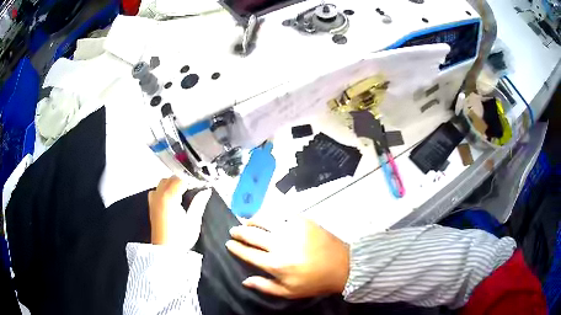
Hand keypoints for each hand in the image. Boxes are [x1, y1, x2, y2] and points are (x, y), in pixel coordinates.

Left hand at [148, 176, 211, 247]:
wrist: (165, 252)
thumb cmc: (180, 238)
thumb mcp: (193, 221)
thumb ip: (199, 203)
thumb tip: (206, 191)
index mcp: (170, 198)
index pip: (181, 179)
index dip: (192, 180)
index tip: (200, 185)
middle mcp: (159, 195)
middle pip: (171, 178)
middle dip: (182, 180)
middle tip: (193, 189)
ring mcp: (153, 200)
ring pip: (162, 182)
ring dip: (172, 183)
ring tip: (182, 193)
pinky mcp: (151, 206)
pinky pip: (156, 190)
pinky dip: (163, 190)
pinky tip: (171, 198)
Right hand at [226, 217, 349, 298]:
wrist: (342, 265)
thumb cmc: (314, 282)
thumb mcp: (289, 292)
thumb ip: (264, 286)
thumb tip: (244, 280)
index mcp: (276, 264)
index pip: (248, 253)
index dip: (236, 247)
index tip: (229, 243)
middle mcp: (280, 244)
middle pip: (252, 234)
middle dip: (239, 231)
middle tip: (233, 230)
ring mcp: (292, 229)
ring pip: (264, 219)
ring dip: (252, 219)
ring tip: (247, 221)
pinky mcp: (303, 220)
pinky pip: (281, 213)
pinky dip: (271, 214)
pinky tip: (267, 217)